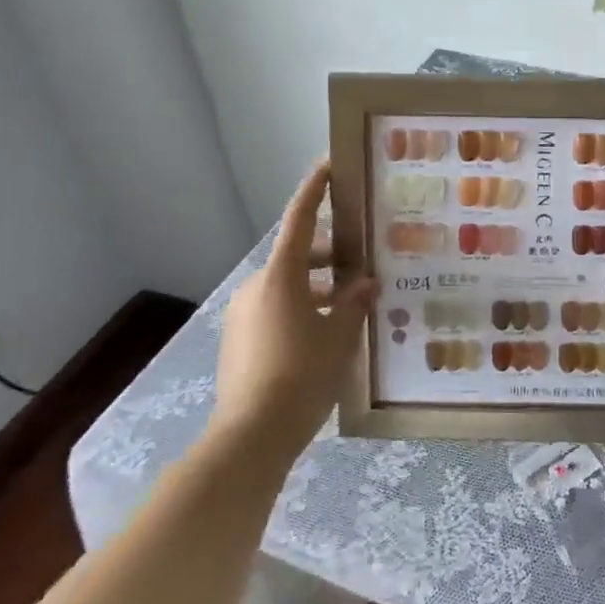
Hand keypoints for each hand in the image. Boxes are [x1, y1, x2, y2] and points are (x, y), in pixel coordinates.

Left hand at [212, 161, 376, 459]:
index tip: (329, 164)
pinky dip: (302, 309)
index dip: (315, 190)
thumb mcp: (340, 337)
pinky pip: (276, 310)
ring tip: (352, 308)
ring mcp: (244, 315)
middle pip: (297, 257)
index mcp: (281, 276)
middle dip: (330, 257)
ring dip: (318, 288)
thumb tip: (365, 283)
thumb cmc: (301, 376)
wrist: (250, 438)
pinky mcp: (239, 341)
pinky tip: (326, 335)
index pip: (300, 220)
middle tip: (363, 265)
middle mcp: (257, 287)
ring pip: (288, 287)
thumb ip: (354, 304)